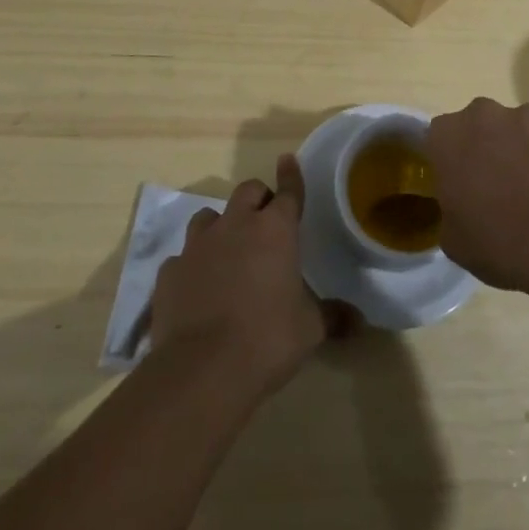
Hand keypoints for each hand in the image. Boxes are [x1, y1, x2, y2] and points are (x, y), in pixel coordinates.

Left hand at [148, 155, 338, 397]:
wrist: (202, 369)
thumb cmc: (267, 339)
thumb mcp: (310, 330)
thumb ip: (332, 316)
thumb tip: (359, 321)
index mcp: (275, 231)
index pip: (288, 192)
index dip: (291, 176)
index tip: (288, 160)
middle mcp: (235, 226)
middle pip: (247, 191)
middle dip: (258, 199)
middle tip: (266, 221)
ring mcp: (197, 245)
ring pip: (209, 216)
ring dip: (222, 226)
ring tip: (228, 251)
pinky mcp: (170, 271)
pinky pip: (183, 256)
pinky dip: (193, 265)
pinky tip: (198, 287)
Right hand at [427, 98, 528, 292]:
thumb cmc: (505, 243)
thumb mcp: (456, 242)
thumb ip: (451, 210)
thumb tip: (462, 207)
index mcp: (450, 137)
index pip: (440, 138)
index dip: (452, 160)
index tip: (463, 185)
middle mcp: (488, 114)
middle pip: (484, 126)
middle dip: (493, 149)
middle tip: (506, 189)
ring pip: (527, 129)